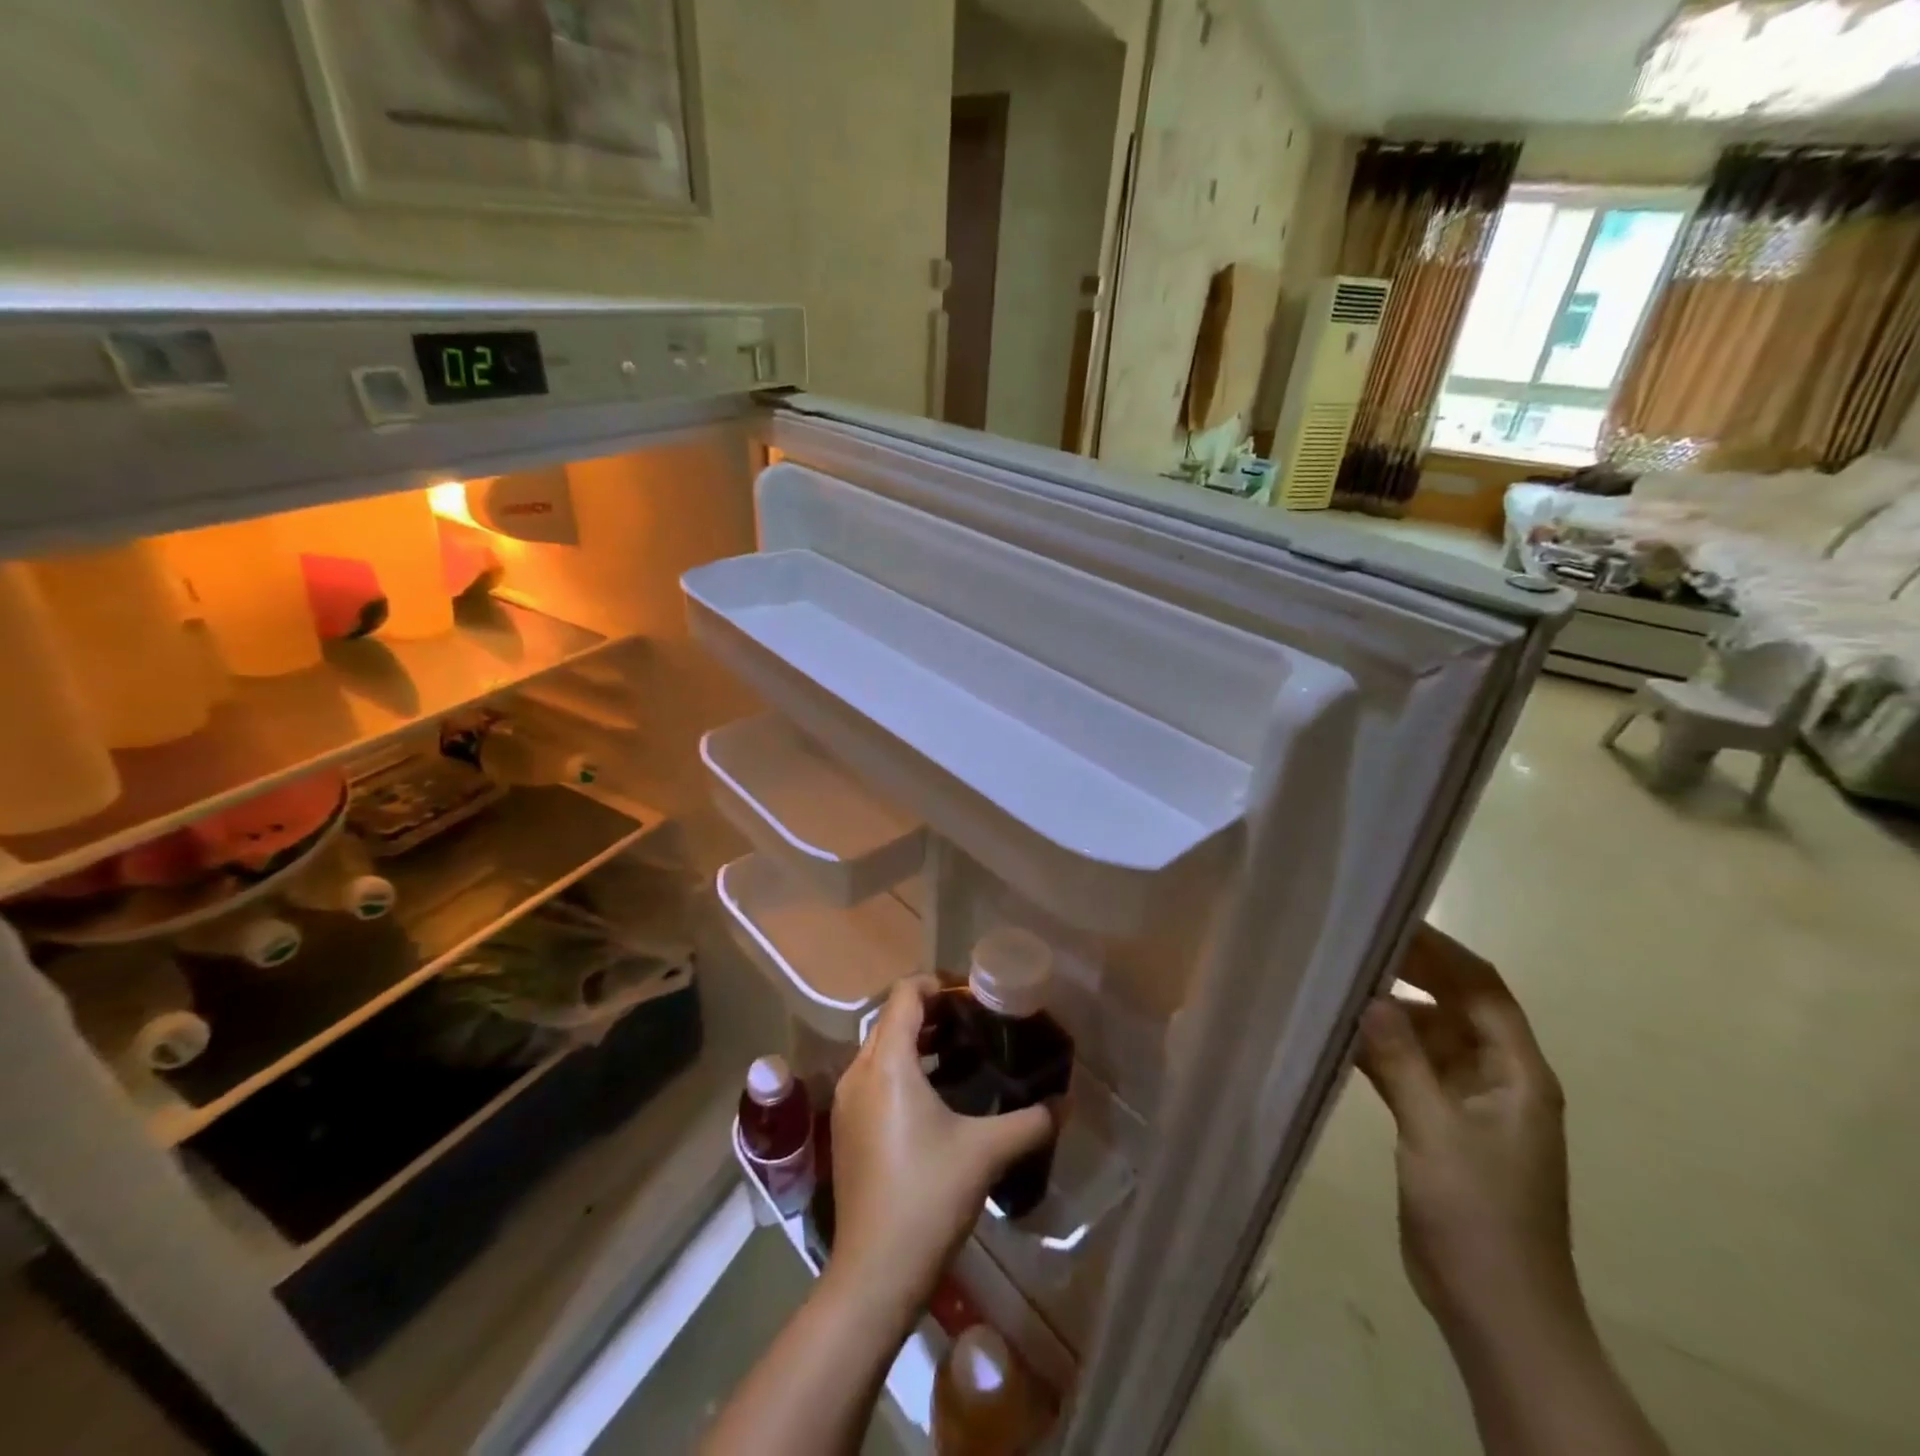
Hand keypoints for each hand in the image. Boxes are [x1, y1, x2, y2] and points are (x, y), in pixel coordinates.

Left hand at [827, 977, 1052, 1322]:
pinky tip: (936, 1096)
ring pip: (881, 1048)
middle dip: (932, 1012)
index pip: (906, 994)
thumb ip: (1030, 1121)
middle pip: (892, 1018)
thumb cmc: (928, 1196)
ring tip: (961, 1053)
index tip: (973, 996)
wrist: (874, 1273)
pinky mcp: (846, 1127)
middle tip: (975, 1023)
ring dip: (917, 1041)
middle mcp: (858, 1071)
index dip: (939, 984)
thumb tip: (1065, 1103)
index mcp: (887, 1063)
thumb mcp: (986, 1152)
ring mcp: (847, 1101)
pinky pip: (874, 1076)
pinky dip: (902, 1069)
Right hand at [1358, 926, 1582, 1352]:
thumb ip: (1402, 1060)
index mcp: (1517, 1073)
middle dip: (1410, 972)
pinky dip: (1378, 1050)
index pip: (1483, 989)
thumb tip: (1369, 996)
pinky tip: (1337, 1038)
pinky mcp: (1440, 1123)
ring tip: (1334, 985)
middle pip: (1454, 1005)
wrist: (1496, 1309)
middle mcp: (1497, 1077)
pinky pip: (1408, 1068)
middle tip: (1351, 945)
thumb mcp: (1436, 1132)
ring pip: (1426, 1035)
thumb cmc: (1479, 1216)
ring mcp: (1467, 1101)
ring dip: (1387, 1013)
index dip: (1441, 951)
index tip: (1389, 921)